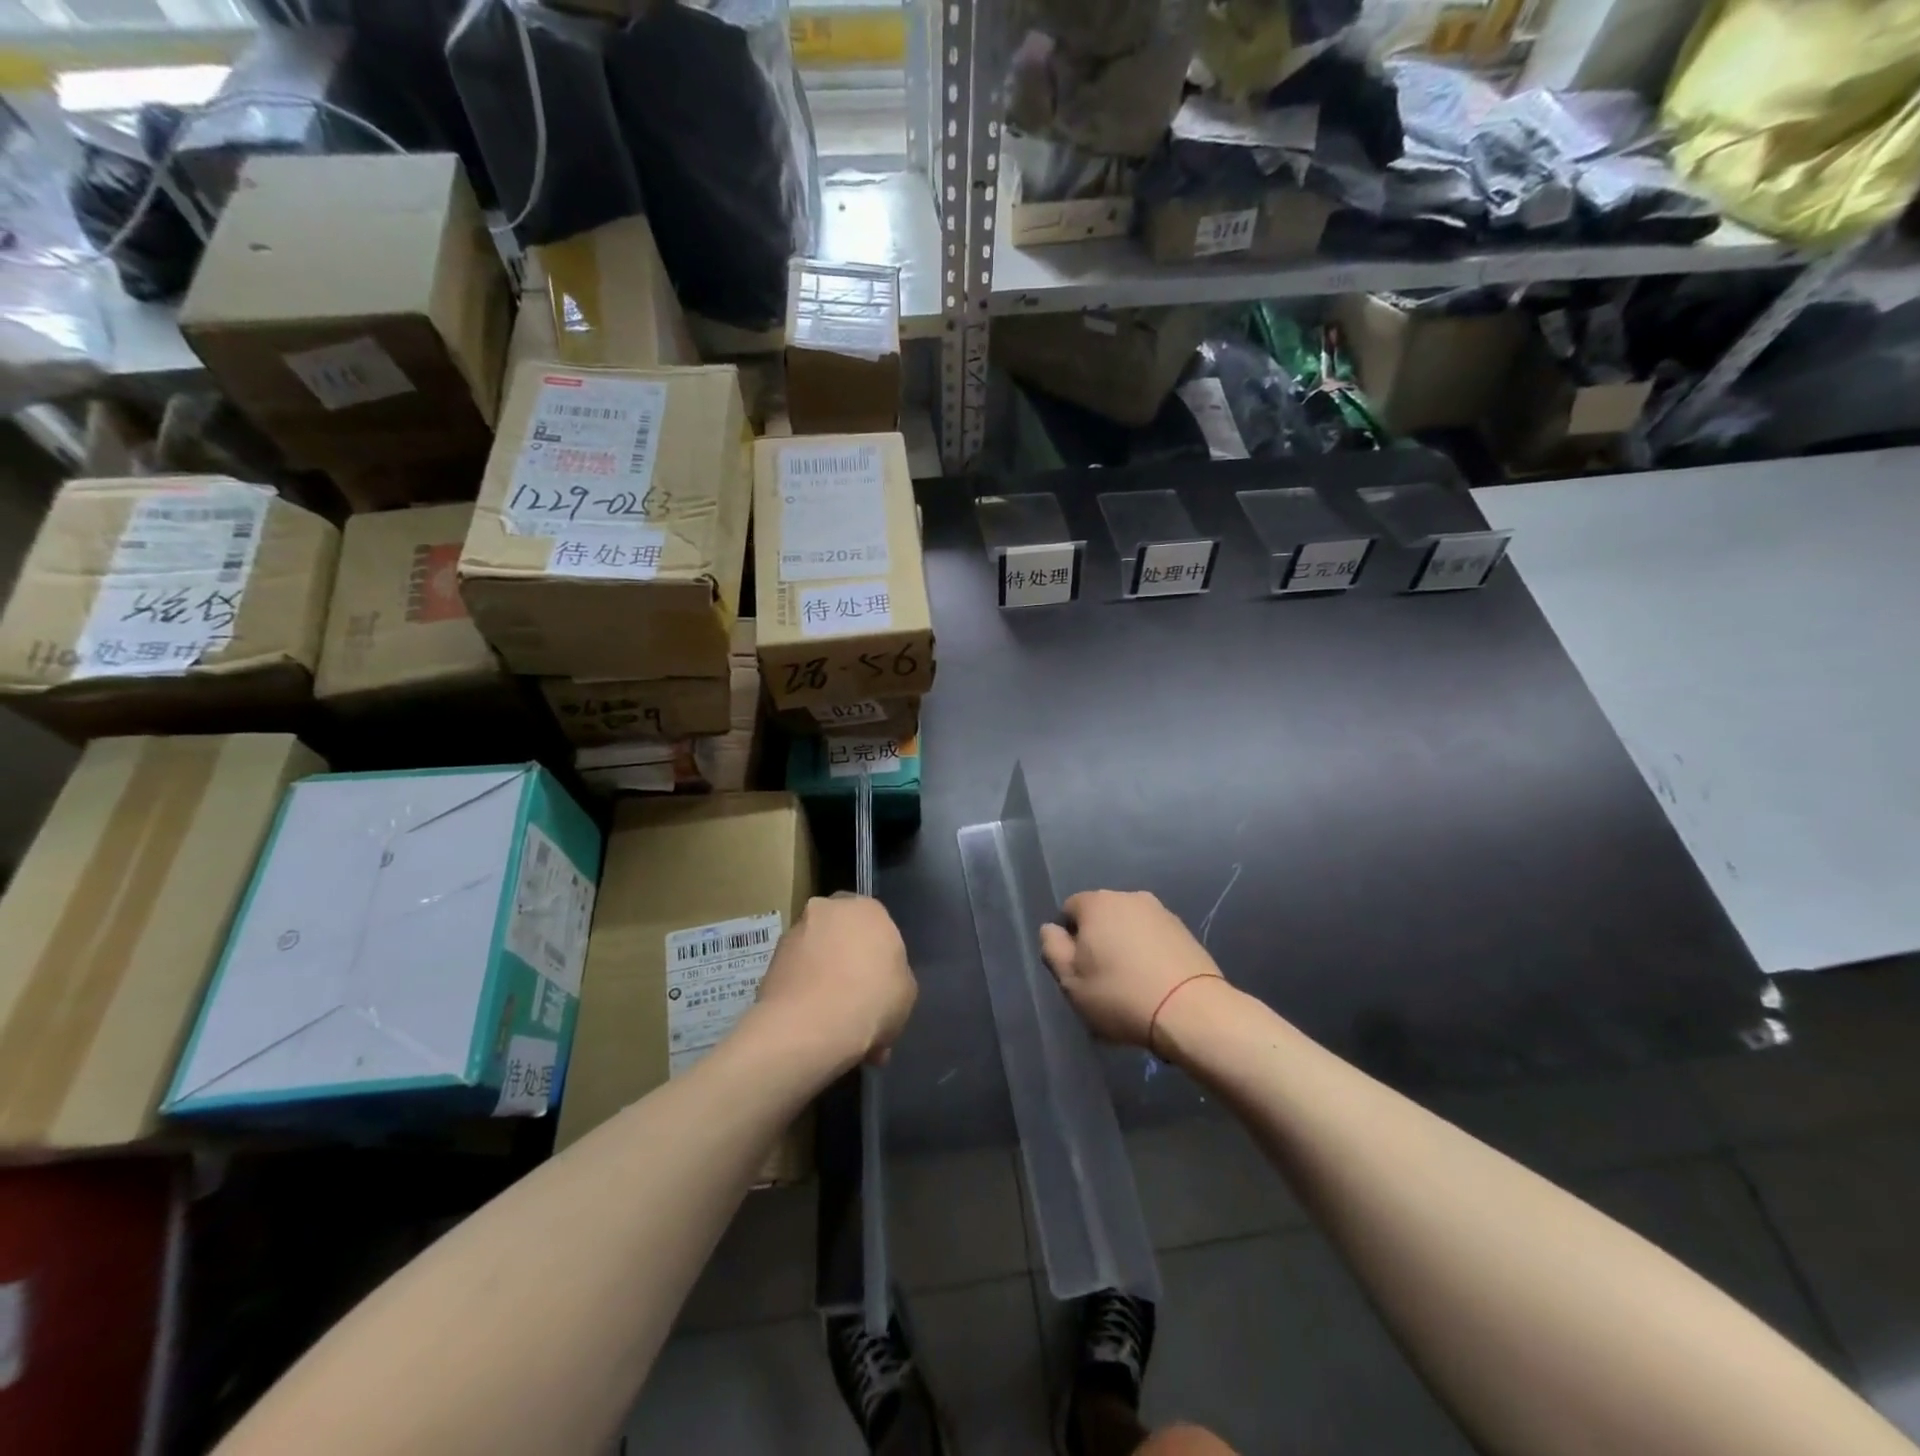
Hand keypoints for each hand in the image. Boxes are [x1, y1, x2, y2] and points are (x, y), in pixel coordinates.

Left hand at [753, 894, 916, 1069]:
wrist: (810, 1027)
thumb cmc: (871, 1000)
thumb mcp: (907, 992)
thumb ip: (895, 976)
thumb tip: (882, 983)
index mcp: (868, 908)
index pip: (876, 923)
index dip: (878, 953)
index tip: (880, 981)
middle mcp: (828, 909)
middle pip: (841, 931)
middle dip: (847, 956)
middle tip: (855, 995)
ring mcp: (795, 932)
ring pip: (816, 952)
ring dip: (822, 974)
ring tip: (831, 1016)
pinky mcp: (771, 959)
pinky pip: (796, 973)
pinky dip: (803, 990)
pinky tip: (812, 1021)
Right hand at [1039, 890, 1226, 1050]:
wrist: (1191, 1011)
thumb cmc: (1120, 994)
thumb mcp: (1070, 981)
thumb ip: (1052, 948)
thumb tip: (1052, 929)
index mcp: (1097, 903)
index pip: (1069, 910)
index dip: (1068, 940)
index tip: (1077, 970)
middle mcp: (1129, 897)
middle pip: (1101, 916)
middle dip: (1097, 940)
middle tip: (1101, 979)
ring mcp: (1161, 912)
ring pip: (1129, 927)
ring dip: (1124, 946)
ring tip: (1130, 984)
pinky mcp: (1185, 931)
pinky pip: (1154, 938)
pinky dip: (1149, 954)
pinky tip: (1153, 983)